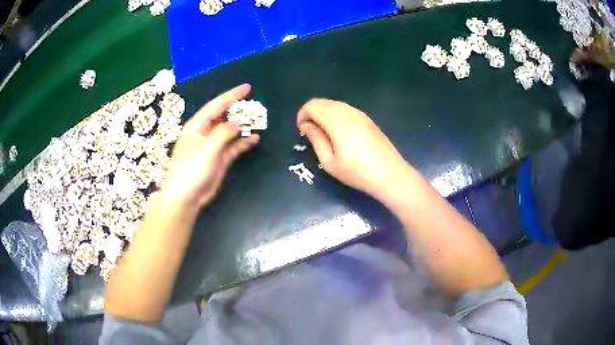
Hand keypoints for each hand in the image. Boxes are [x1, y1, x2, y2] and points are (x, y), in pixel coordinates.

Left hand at [162, 84, 258, 208]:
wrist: (186, 196)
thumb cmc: (192, 168)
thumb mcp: (208, 147)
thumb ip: (225, 132)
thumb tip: (238, 122)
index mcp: (198, 126)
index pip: (216, 106)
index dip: (232, 96)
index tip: (247, 88)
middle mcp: (205, 133)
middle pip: (224, 117)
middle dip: (239, 111)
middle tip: (255, 107)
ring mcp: (213, 147)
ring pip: (230, 132)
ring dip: (243, 127)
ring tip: (258, 122)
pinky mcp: (219, 159)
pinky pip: (233, 147)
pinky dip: (243, 142)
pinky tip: (254, 139)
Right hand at [297, 99, 410, 199]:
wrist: (391, 175)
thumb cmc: (358, 173)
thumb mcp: (330, 162)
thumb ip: (316, 139)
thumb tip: (306, 125)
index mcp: (337, 122)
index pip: (313, 105)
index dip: (302, 115)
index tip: (302, 131)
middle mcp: (349, 112)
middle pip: (323, 102)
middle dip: (312, 113)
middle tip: (310, 133)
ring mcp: (360, 114)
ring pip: (335, 104)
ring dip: (324, 114)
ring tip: (324, 134)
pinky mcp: (368, 119)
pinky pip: (346, 109)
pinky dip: (335, 115)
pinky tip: (339, 133)